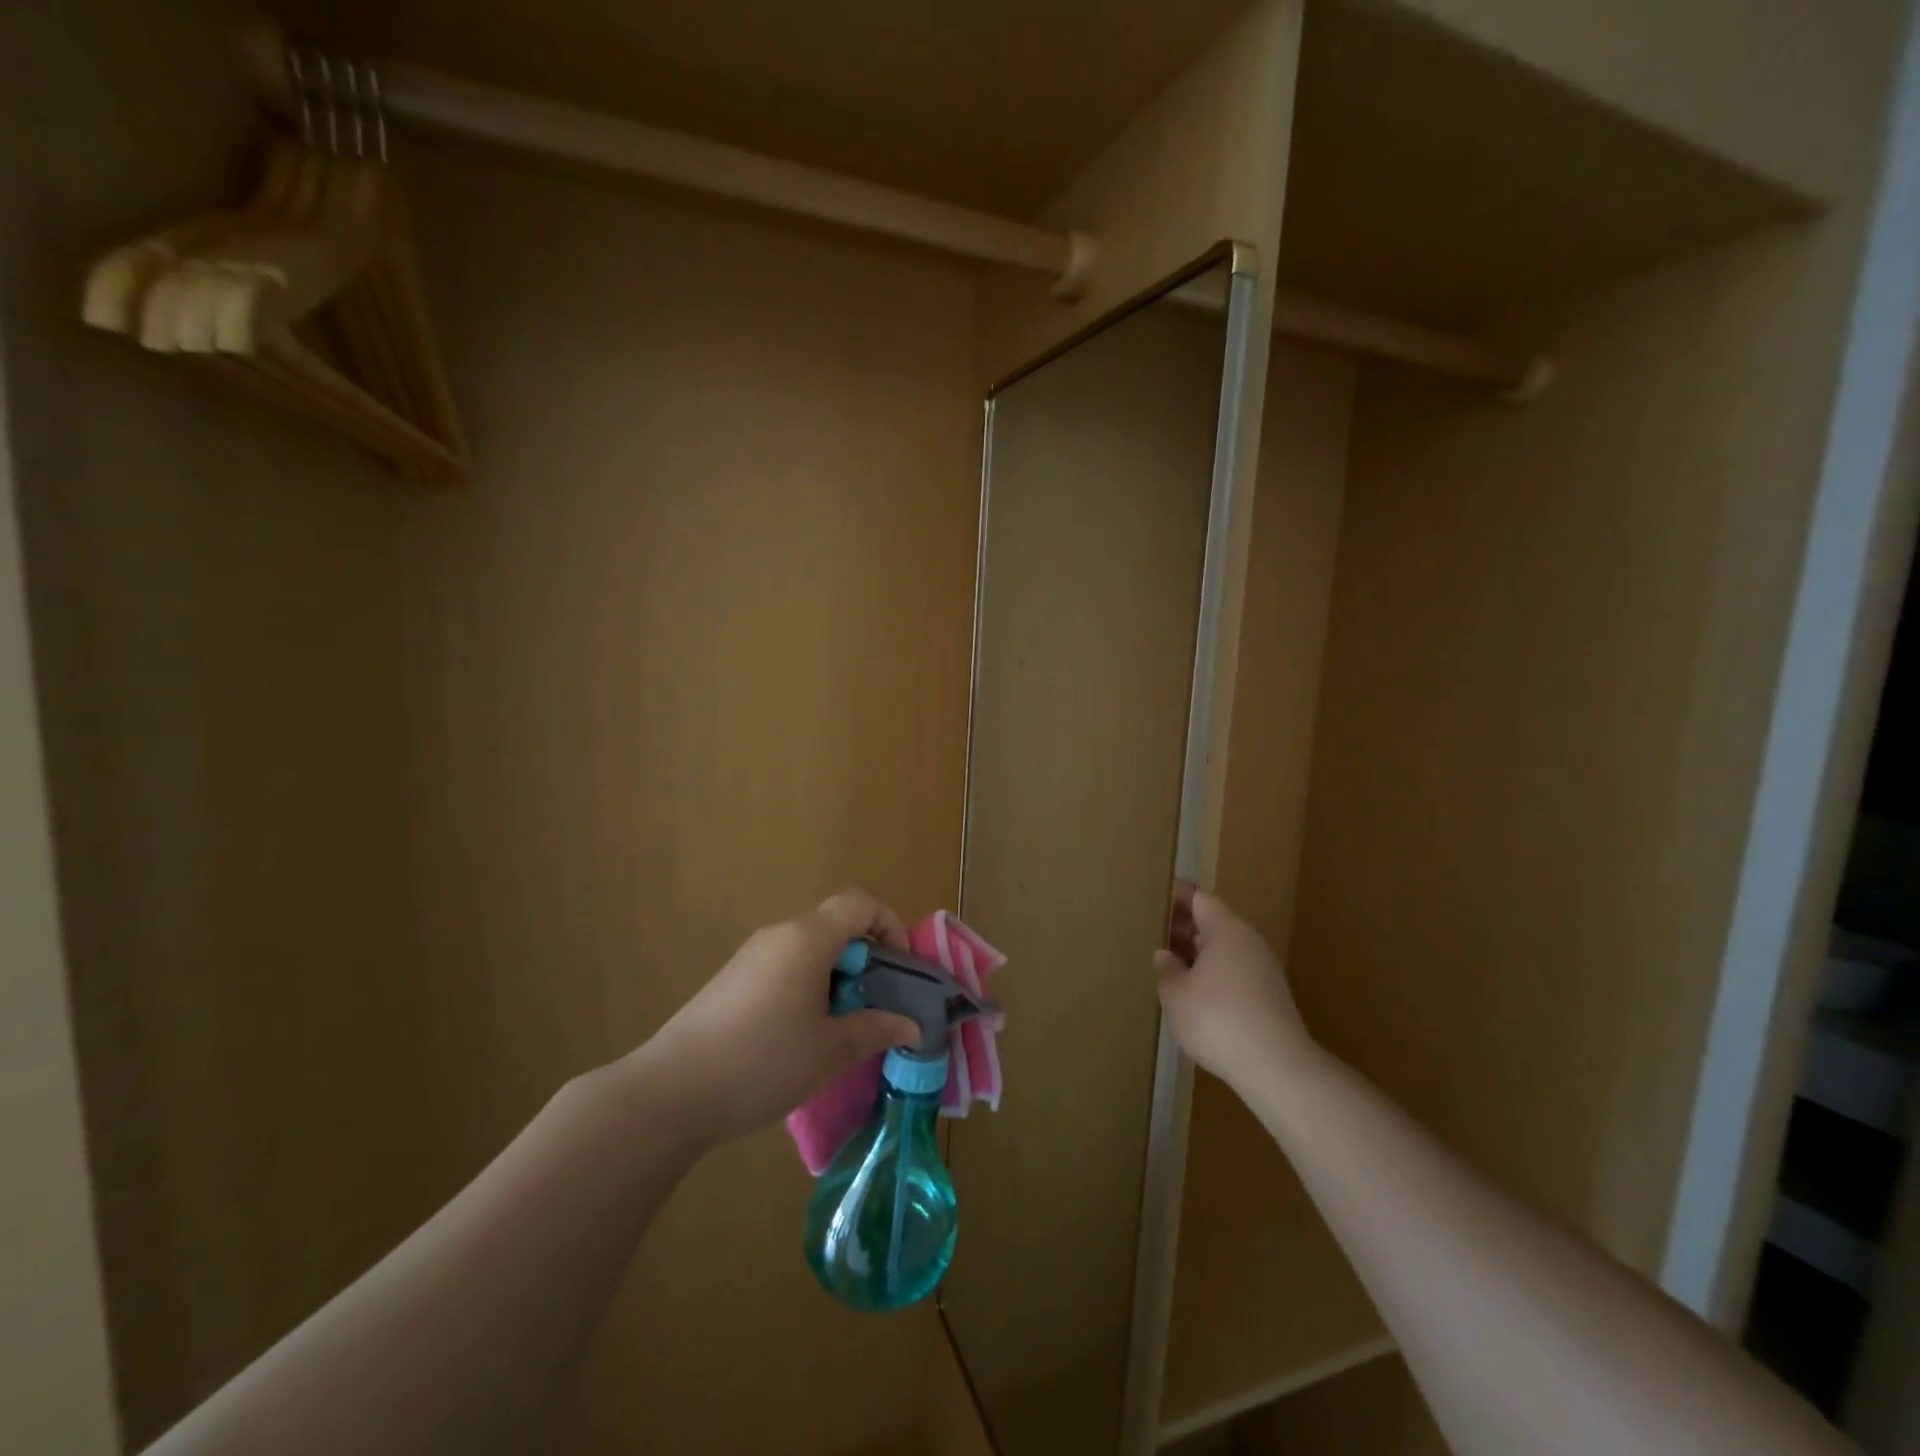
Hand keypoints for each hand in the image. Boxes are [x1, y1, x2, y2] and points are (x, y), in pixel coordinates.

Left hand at [642, 889, 919, 1146]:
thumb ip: (876, 1029)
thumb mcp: (830, 1050)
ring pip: (809, 950)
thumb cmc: (763, 1061)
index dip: (889, 925)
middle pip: (835, 926)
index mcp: (808, 938)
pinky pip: (784, 968)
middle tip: (874, 1008)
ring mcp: (751, 956)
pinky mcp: (731, 980)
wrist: (671, 1092)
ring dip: (836, 978)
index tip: (897, 970)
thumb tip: (912, 1026)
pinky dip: (806, 988)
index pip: (860, 902)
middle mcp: (779, 935)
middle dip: (864, 960)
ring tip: (839, 1028)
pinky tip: (799, 1036)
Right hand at [1154, 888, 1310, 1088]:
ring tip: (1175, 967)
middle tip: (1159, 937)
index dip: (1178, 898)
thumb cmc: (1217, 1019)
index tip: (1157, 902)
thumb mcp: (1176, 995)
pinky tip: (1200, 995)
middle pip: (1216, 922)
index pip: (1200, 899)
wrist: (1276, 1066)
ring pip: (1227, 948)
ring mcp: (1265, 968)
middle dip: (1188, 927)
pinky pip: (1238, 971)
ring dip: (1202, 953)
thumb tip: (1165, 955)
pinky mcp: (1272, 995)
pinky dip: (1217, 974)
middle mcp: (1248, 941)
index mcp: (1225, 929)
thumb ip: (1167, 970)